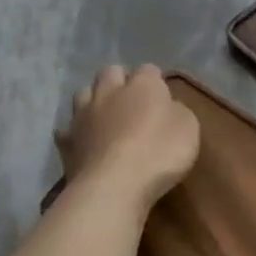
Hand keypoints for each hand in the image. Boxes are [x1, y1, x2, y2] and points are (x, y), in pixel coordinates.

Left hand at [54, 65, 199, 210]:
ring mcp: (83, 115)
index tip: (163, 95)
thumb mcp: (189, 129)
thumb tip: (167, 107)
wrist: (113, 185)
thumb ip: (177, 111)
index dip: (156, 80)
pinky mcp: (66, 141)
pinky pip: (67, 128)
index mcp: (143, 86)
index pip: (149, 69)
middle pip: (110, 72)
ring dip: (94, 99)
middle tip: (132, 99)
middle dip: (120, 80)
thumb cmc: (159, 153)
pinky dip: (76, 132)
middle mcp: (109, 92)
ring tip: (105, 115)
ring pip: (83, 93)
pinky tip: (84, 141)